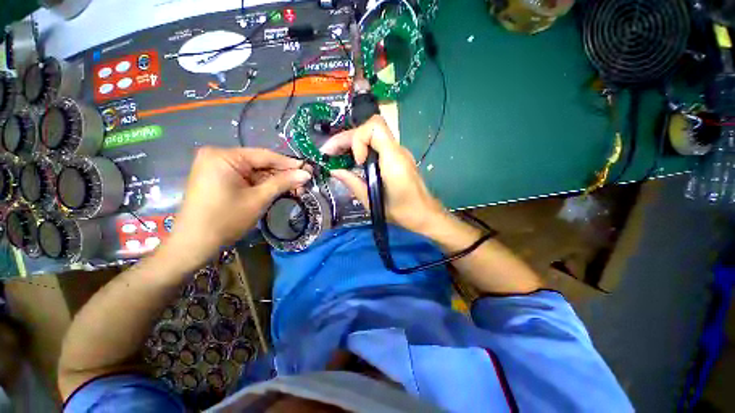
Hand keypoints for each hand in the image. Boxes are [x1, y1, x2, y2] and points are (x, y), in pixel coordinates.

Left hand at [164, 147, 310, 267]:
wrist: (194, 244)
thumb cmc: (226, 220)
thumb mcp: (259, 199)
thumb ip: (283, 182)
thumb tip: (306, 173)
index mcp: (224, 156)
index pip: (265, 156)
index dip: (290, 164)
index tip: (309, 169)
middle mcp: (218, 156)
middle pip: (260, 163)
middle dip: (283, 175)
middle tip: (304, 183)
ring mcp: (217, 167)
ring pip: (255, 171)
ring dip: (275, 181)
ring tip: (296, 189)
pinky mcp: (218, 178)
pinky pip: (246, 178)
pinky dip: (262, 185)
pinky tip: (279, 190)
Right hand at [321, 115, 445, 234]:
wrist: (425, 215)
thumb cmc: (402, 213)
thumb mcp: (372, 202)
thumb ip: (352, 183)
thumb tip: (334, 170)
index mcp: (394, 160)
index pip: (375, 127)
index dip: (359, 139)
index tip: (357, 162)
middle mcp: (398, 151)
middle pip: (371, 128)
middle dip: (347, 138)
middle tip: (329, 153)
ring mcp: (399, 153)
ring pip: (373, 134)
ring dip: (353, 142)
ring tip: (336, 156)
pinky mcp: (398, 158)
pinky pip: (377, 145)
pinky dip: (362, 149)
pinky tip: (353, 162)